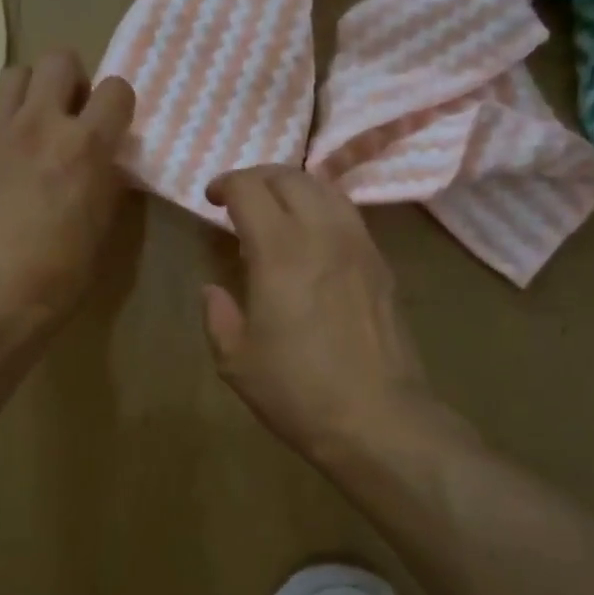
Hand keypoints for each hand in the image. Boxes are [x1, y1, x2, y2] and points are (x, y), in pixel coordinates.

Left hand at [0, 51, 134, 363]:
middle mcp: (40, 124)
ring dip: (29, 95)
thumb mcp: (104, 222)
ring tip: (27, 126)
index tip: (110, 124)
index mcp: (86, 145)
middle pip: (59, 59)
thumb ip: (106, 174)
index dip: (117, 104)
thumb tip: (104, 152)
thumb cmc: (62, 270)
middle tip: (66, 113)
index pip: (116, 88)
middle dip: (70, 80)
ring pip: (14, 74)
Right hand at [203, 166, 434, 466]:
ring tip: (277, 209)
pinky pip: (349, 215)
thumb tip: (212, 289)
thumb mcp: (237, 360)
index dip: (226, 184)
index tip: (212, 198)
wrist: (377, 417)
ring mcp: (359, 245)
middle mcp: (323, 234)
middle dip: (259, 177)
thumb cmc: (298, 392)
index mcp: (280, 251)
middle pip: (291, 177)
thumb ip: (218, 315)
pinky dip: (323, 208)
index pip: (250, 189)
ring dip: (295, 187)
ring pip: (327, 189)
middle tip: (240, 198)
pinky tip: (313, 236)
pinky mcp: (381, 264)